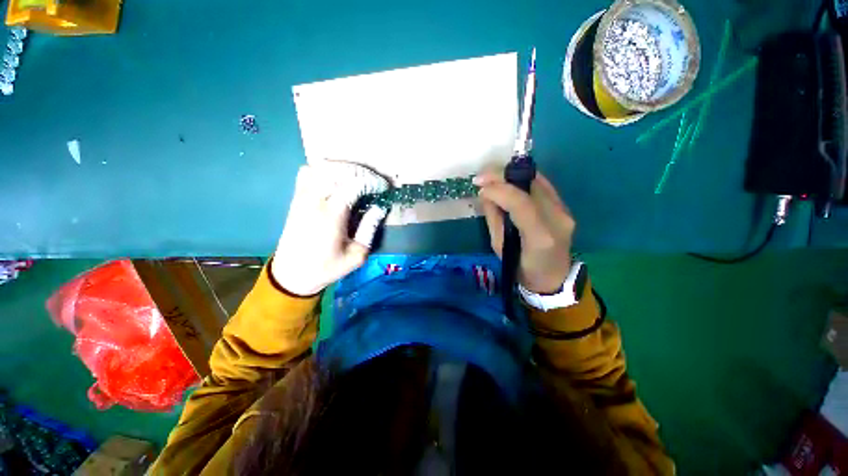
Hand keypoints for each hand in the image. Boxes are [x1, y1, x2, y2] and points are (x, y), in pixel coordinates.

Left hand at [271, 162, 389, 295]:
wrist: (292, 273)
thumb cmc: (327, 267)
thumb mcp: (357, 255)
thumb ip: (369, 229)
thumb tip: (380, 207)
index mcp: (332, 215)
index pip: (354, 183)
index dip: (373, 181)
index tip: (384, 188)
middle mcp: (315, 200)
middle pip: (339, 170)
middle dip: (361, 172)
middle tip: (374, 182)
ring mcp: (303, 197)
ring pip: (322, 167)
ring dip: (343, 169)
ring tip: (358, 179)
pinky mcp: (296, 198)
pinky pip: (308, 172)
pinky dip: (324, 170)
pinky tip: (335, 180)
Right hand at [475, 170, 574, 293]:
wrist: (553, 278)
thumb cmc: (521, 268)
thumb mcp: (499, 247)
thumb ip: (493, 218)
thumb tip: (486, 194)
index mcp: (539, 237)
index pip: (521, 203)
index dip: (498, 190)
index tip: (480, 187)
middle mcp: (558, 219)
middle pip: (531, 185)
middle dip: (502, 175)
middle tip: (481, 176)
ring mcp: (565, 211)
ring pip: (537, 180)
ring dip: (511, 174)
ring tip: (491, 177)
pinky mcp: (565, 207)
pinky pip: (542, 185)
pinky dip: (522, 179)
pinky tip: (508, 181)